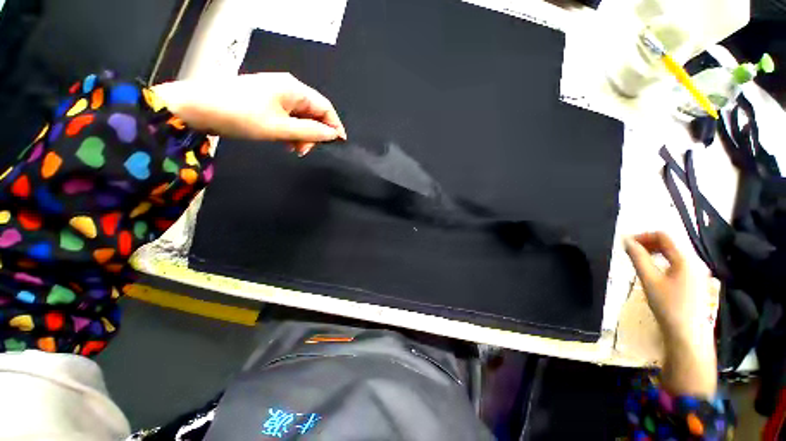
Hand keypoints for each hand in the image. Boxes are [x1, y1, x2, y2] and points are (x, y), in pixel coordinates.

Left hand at [151, 73, 346, 155]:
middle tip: (301, 152)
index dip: (334, 125)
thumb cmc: (240, 115)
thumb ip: (307, 131)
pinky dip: (283, 126)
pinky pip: (279, 111)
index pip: (324, 106)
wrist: (201, 105)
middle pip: (309, 108)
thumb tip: (331, 134)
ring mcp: (269, 89)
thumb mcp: (276, 127)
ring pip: (293, 111)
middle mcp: (285, 84)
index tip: (339, 144)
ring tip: (289, 148)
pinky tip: (276, 137)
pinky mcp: (256, 96)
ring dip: (296, 130)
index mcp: (294, 88)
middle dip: (312, 130)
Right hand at [624, 232, 716, 397]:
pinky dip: (670, 269)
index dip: (644, 236)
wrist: (688, 340)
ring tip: (647, 268)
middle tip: (636, 255)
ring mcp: (699, 274)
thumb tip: (627, 242)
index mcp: (684, 256)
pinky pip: (683, 270)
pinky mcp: (700, 287)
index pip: (662, 236)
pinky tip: (663, 284)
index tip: (629, 244)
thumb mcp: (652, 285)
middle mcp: (694, 260)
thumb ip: (639, 261)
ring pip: (677, 258)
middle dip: (652, 247)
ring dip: (660, 258)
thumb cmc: (670, 311)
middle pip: (671, 246)